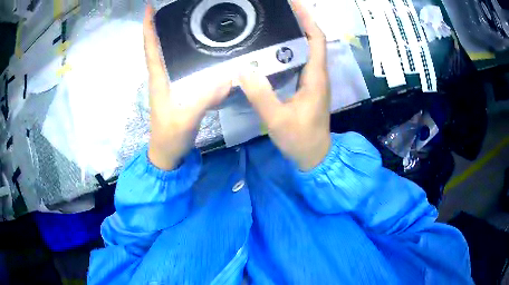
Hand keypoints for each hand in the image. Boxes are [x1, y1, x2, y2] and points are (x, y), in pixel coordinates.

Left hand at [144, 6, 231, 169]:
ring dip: (172, 37)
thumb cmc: (170, 136)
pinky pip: (180, 66)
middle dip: (161, 25)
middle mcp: (161, 77)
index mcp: (158, 79)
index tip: (149, 8)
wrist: (167, 154)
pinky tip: (198, 49)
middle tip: (175, 10)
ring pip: (168, 54)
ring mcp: (169, 84)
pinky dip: (185, 54)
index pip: (151, 48)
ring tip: (187, 22)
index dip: (148, 27)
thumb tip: (228, 77)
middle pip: (158, 46)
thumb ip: (204, 98)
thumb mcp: (185, 119)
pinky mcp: (178, 90)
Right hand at [239, 0, 330, 170]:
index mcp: (316, 77)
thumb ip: (260, 96)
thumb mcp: (277, 120)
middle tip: (281, 9)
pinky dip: (292, 48)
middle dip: (300, 21)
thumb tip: (243, 70)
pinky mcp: (308, 86)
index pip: (316, 39)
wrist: (314, 155)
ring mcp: (314, 80)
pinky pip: (301, 60)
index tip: (295, 4)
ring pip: (308, 49)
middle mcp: (318, 74)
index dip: (307, 19)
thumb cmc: (300, 139)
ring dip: (297, 32)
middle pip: (313, 40)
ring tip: (277, 21)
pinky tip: (276, 46)